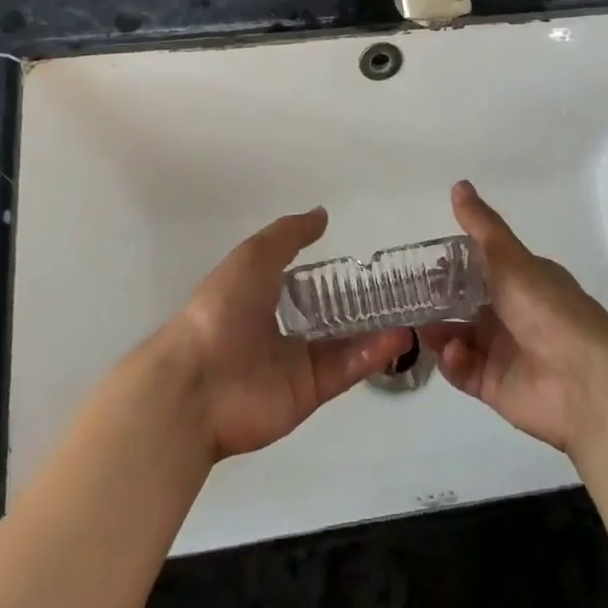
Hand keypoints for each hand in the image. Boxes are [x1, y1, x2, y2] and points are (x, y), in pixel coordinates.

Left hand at [163, 208, 412, 460]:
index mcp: (261, 297)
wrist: (198, 383)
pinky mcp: (309, 393)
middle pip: (329, 317)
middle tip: (401, 290)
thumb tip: (322, 215)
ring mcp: (296, 364)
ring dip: (375, 329)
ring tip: (410, 312)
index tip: (368, 264)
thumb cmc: (222, 309)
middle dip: (361, 305)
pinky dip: (371, 354)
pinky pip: (345, 370)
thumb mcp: (254, 256)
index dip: (333, 274)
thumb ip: (289, 235)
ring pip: (344, 344)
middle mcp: (280, 330)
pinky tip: (397, 337)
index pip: (304, 283)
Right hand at [422, 181, 607, 456]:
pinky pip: (463, 369)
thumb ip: (482, 227)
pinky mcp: (494, 385)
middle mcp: (513, 313)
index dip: (450, 264)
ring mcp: (503, 350)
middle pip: (464, 302)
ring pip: (458, 335)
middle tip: (406, 295)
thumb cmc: (549, 311)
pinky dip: (453, 360)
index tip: (419, 261)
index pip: (480, 267)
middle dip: (436, 299)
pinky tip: (454, 352)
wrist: (585, 383)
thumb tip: (459, 184)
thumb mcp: (512, 260)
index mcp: (522, 281)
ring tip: (420, 326)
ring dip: (438, 329)